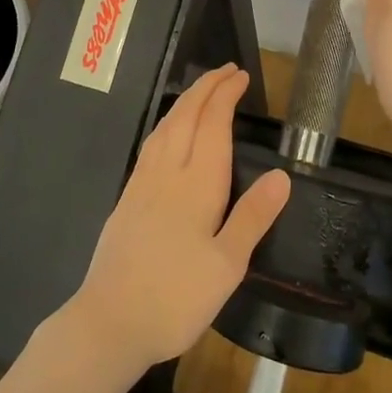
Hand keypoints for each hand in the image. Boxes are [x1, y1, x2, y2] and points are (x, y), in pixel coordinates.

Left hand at [66, 64, 289, 378]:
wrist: (109, 321)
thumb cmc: (175, 298)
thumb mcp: (227, 265)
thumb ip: (253, 216)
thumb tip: (282, 175)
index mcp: (196, 184)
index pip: (212, 124)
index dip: (225, 96)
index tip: (240, 77)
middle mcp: (166, 173)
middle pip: (185, 116)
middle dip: (205, 88)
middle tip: (225, 71)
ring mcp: (141, 184)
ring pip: (164, 127)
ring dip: (184, 102)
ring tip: (201, 92)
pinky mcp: (127, 198)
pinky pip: (150, 144)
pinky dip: (166, 124)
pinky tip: (167, 134)